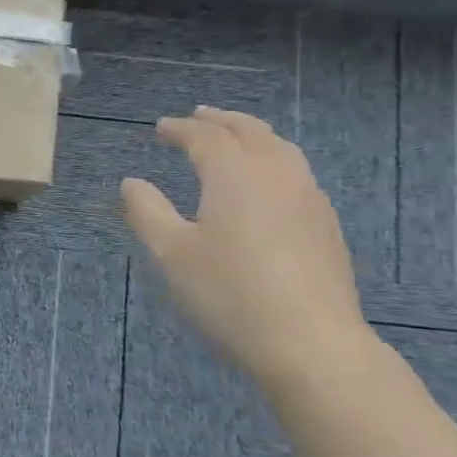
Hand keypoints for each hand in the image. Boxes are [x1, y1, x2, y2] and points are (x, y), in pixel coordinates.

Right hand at [121, 107, 373, 391]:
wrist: (310, 341)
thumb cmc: (229, 293)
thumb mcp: (172, 254)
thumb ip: (147, 211)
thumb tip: (131, 182)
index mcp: (233, 172)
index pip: (204, 137)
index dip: (179, 129)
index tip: (160, 128)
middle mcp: (274, 171)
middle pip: (248, 130)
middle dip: (219, 120)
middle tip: (198, 115)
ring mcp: (308, 195)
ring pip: (279, 146)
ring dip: (251, 134)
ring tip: (236, 136)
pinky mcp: (326, 222)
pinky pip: (296, 171)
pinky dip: (274, 158)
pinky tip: (269, 180)